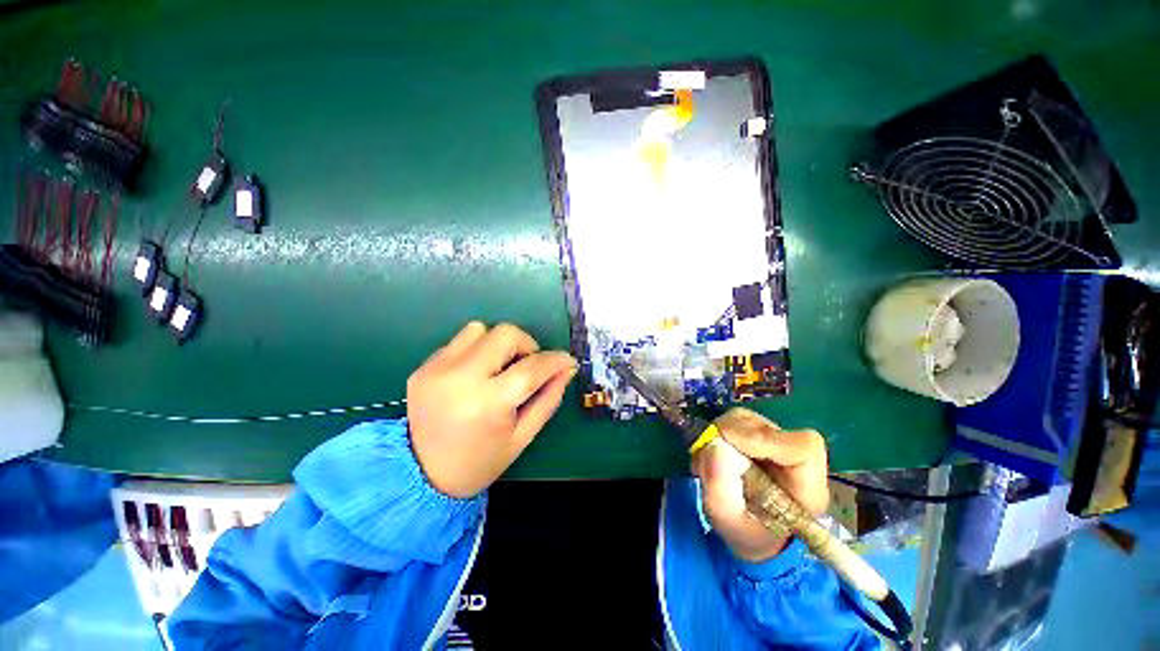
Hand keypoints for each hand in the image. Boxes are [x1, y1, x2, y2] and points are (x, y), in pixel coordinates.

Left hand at [407, 322, 576, 498]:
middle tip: (527, 367)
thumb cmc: (480, 461)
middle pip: (506, 334)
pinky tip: (476, 375)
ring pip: (480, 329)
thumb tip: (567, 369)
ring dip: (499, 344)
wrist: (420, 476)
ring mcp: (436, 369)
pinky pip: (459, 341)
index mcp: (488, 404)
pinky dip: (477, 351)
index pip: (532, 368)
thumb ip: (549, 399)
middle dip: (526, 345)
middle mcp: (460, 379)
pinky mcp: (423, 367)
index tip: (567, 361)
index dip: (556, 360)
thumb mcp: (523, 436)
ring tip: (499, 368)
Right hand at [693, 408, 828, 562]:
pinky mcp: (757, 432)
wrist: (749, 531)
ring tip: (707, 461)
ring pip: (747, 419)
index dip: (765, 440)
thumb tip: (712, 447)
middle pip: (767, 427)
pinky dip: (716, 433)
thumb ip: (721, 491)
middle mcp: (795, 457)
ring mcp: (775, 440)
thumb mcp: (729, 524)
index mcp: (807, 488)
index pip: (804, 447)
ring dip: (720, 435)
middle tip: (708, 458)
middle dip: (731, 437)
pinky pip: (735, 420)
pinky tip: (711, 454)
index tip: (728, 447)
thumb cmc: (746, 533)